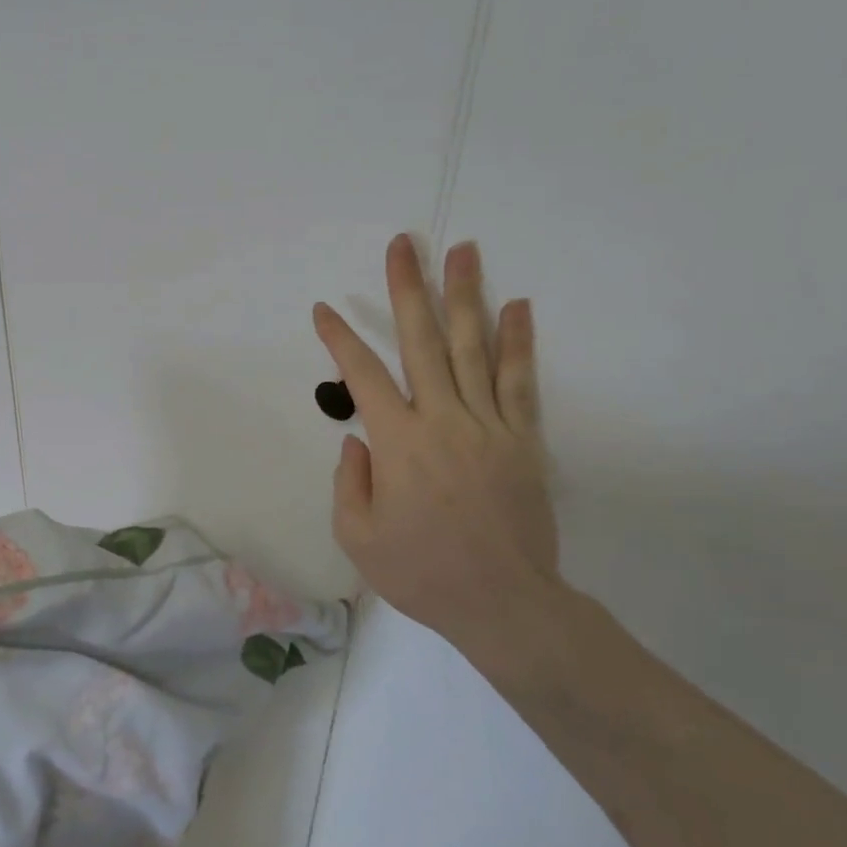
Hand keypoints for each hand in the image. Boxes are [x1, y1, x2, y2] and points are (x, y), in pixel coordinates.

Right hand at [314, 236, 560, 646]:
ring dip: (465, 296)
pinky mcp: (523, 440)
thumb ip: (350, 481)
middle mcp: (443, 420)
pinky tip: (518, 305)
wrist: (504, 603)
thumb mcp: (357, 536)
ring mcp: (489, 426)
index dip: (339, 339)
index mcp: (398, 443)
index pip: (362, 375)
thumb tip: (358, 440)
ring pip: (475, 348)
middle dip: (408, 289)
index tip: (323, 309)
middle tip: (403, 244)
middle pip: (423, 341)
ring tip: (461, 250)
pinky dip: (519, 341)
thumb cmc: (421, 572)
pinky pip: (520, 382)